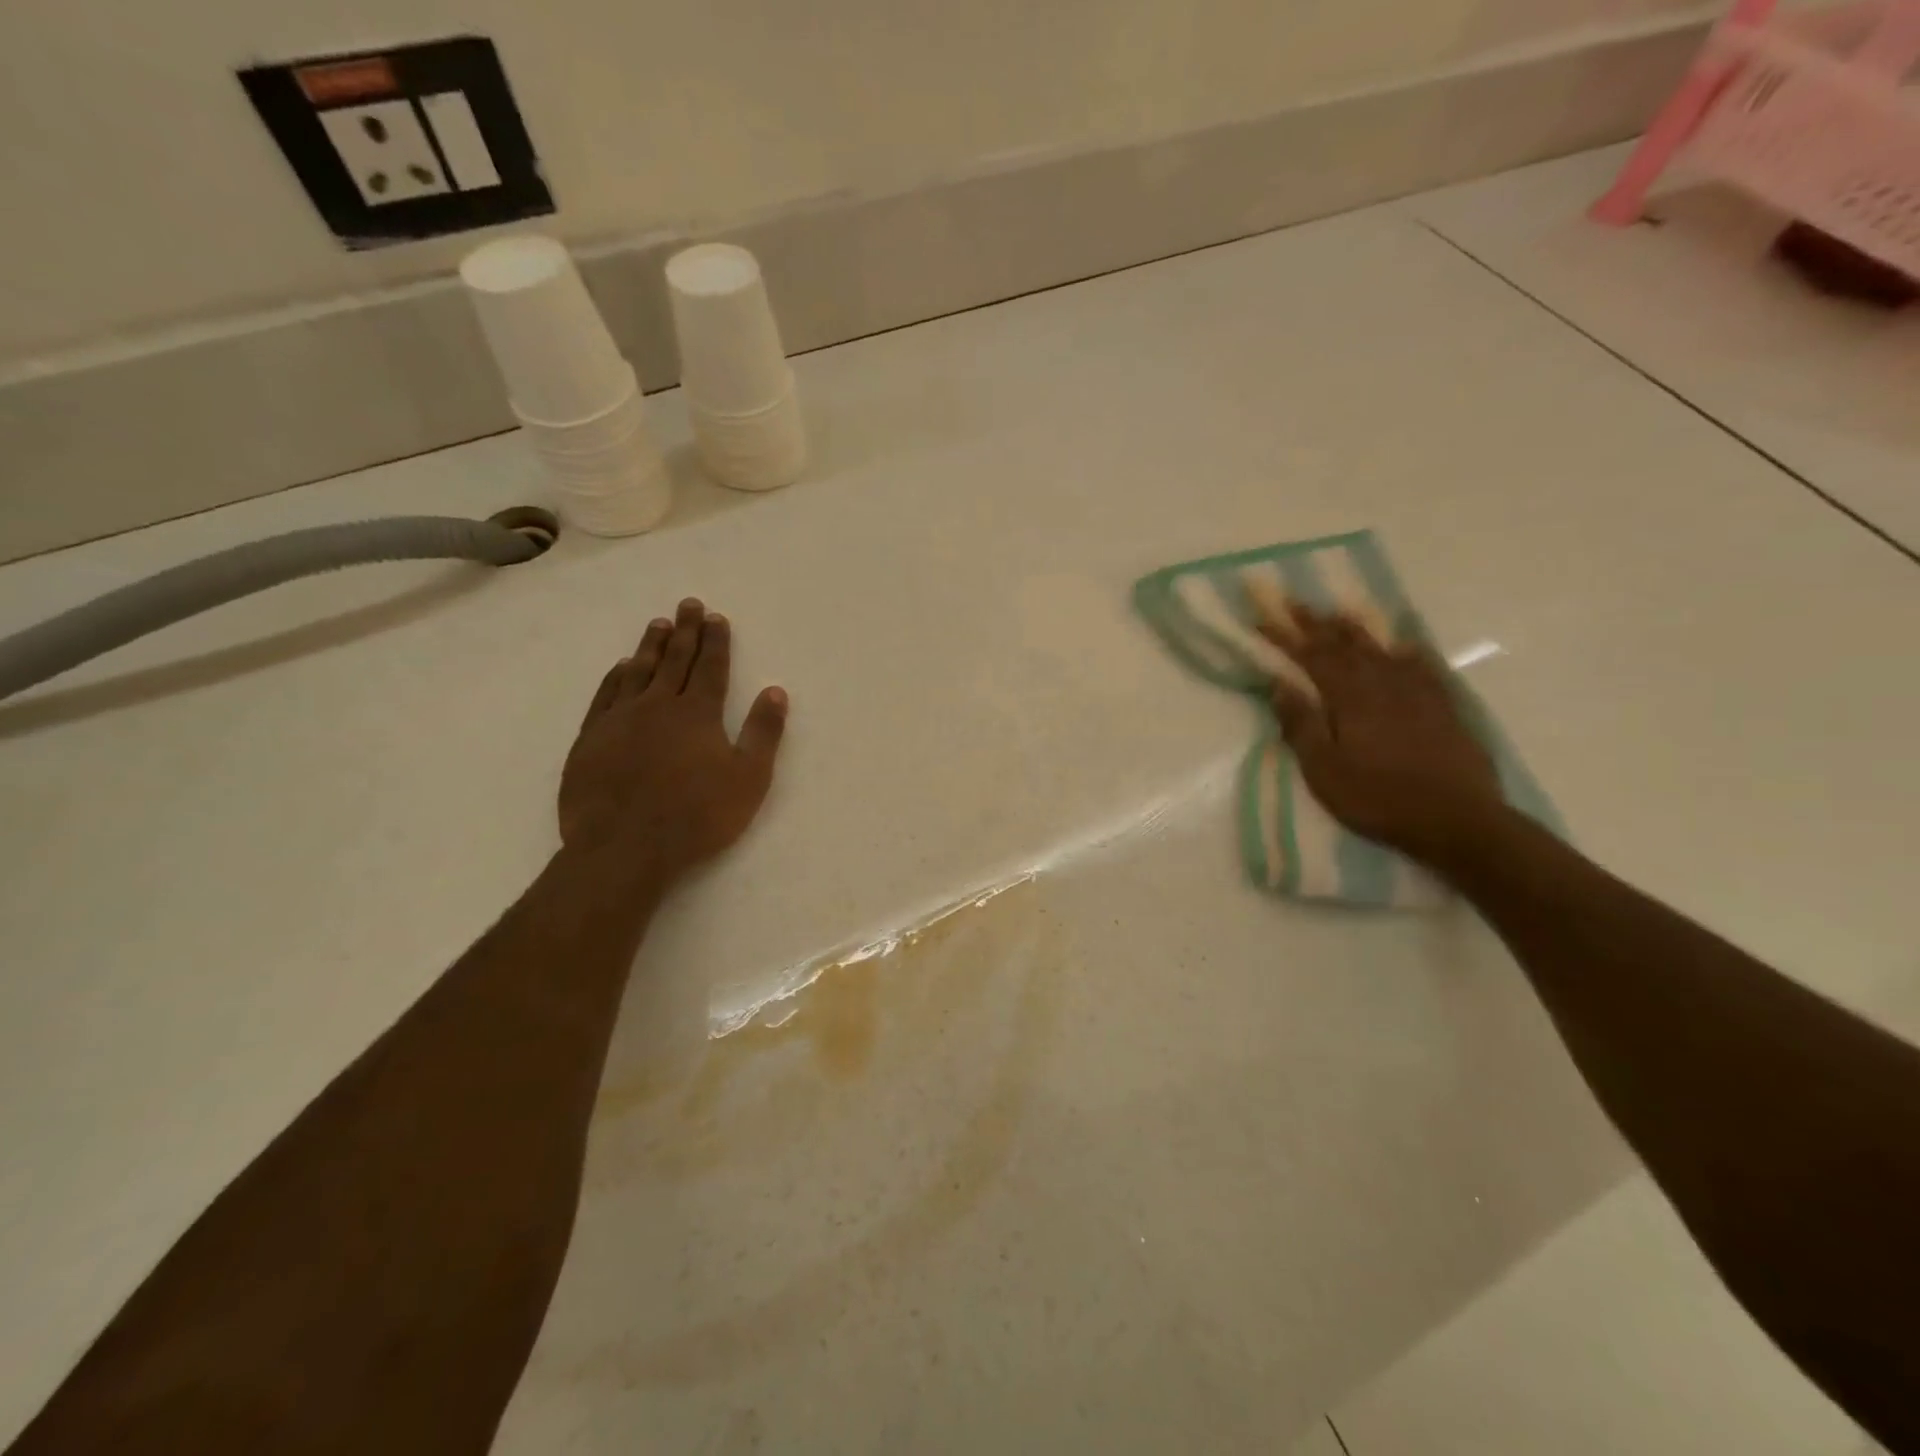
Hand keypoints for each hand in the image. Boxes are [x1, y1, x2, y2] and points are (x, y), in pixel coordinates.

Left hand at [559, 598, 787, 881]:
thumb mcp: (748, 778)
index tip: (716, 617)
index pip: (711, 667)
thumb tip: (775, 691)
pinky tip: (622, 667)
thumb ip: (763, 733)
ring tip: (658, 623)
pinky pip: (606, 695)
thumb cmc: (697, 816)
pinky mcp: (591, 738)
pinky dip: (616, 676)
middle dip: (685, 631)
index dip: (716, 641)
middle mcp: (658, 705)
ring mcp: (620, 719)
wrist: (624, 847)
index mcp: (698, 713)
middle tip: (688, 605)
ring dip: (651, 646)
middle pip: (674, 660)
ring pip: (639, 671)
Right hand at [1260, 602, 1503, 863]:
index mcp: (1349, 698)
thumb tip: (1279, 683)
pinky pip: (1425, 668)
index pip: (1312, 657)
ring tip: (1340, 613)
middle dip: (1316, 623)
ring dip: (1357, 631)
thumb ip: (1301, 724)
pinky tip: (1405, 645)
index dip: (1286, 636)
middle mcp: (1382, 685)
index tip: (1264, 617)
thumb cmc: (1377, 798)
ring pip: (1382, 651)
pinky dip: (1410, 652)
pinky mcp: (1444, 709)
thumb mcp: (1324, 769)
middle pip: (1345, 646)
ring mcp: (1418, 694)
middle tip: (1295, 602)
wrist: (1457, 820)